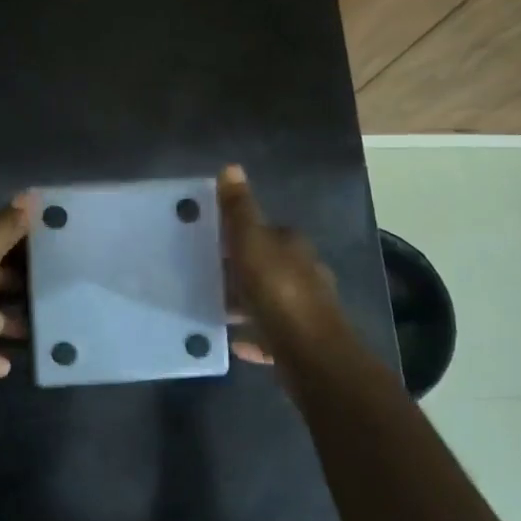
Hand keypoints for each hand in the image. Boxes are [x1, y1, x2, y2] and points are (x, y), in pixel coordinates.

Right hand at [218, 165, 360, 370]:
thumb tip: (231, 167)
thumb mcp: (250, 242)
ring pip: (270, 298)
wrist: (310, 354)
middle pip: (268, 265)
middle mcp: (305, 272)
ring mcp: (306, 308)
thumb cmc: (277, 290)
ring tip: (217, 308)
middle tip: (210, 276)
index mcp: (294, 245)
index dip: (240, 235)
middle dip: (242, 270)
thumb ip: (239, 209)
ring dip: (247, 302)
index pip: (266, 230)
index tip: (214, 243)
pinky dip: (255, 333)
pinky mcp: (301, 340)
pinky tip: (235, 341)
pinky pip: (272, 332)